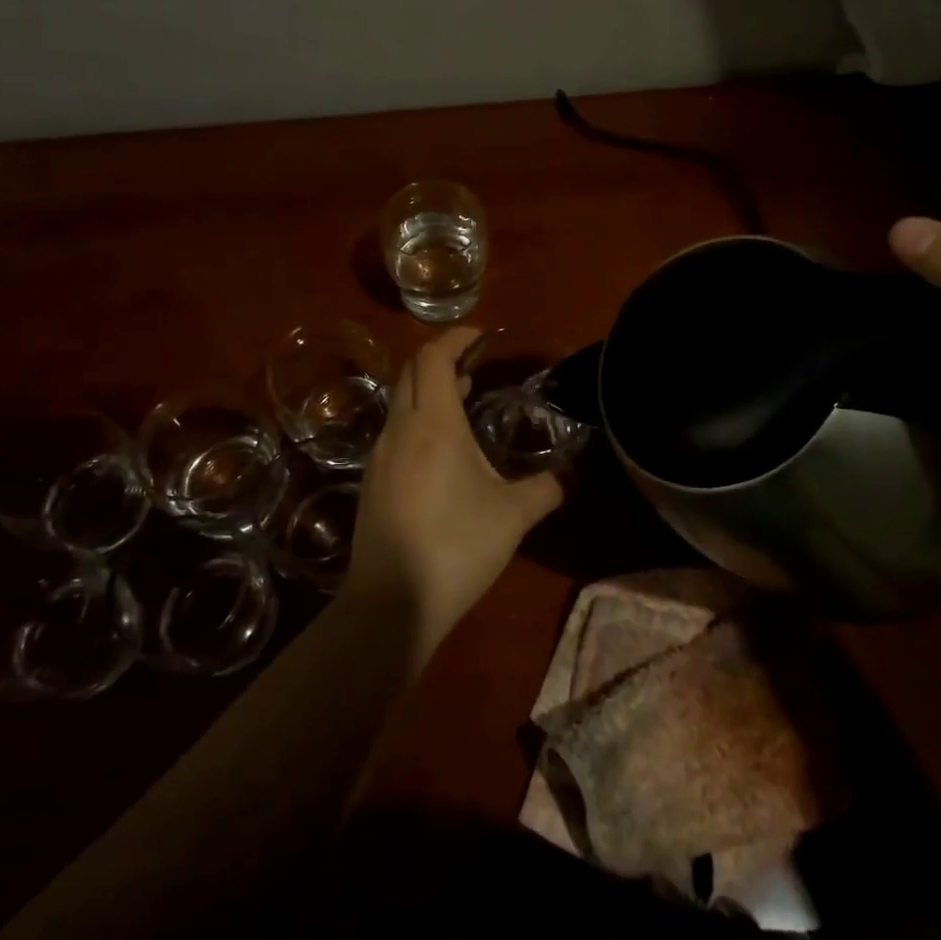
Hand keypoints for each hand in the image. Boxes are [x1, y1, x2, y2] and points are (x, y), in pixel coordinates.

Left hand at [347, 327, 563, 656]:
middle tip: (476, 363)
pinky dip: (418, 418)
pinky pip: (396, 430)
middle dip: (442, 357)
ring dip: (429, 389)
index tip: (481, 336)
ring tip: (464, 398)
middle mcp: (400, 429)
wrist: (391, 603)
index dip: (456, 338)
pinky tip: (442, 448)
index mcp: (433, 424)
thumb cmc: (456, 547)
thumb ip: (545, 489)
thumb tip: (567, 477)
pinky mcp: (373, 481)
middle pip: (412, 371)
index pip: (433, 357)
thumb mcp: (513, 516)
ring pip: (401, 401)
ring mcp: (380, 456)